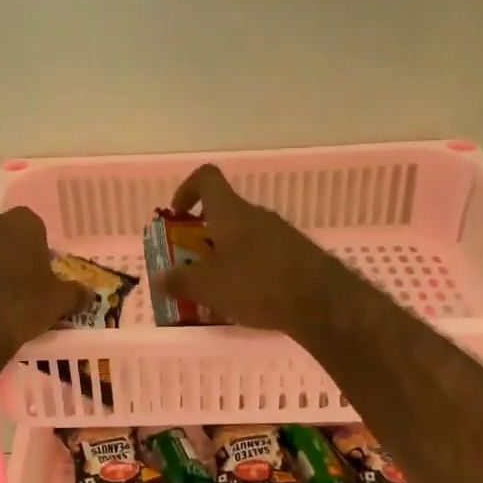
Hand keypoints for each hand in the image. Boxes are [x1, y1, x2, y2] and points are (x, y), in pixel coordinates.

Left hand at [0, 207, 88, 360]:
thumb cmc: (21, 308)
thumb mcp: (58, 303)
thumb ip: (75, 293)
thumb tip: (88, 292)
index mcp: (23, 224)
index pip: (33, 227)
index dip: (35, 249)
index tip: (36, 273)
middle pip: (1, 232)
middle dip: (6, 250)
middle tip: (12, 282)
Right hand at [156, 165, 347, 333]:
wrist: (323, 304)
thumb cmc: (257, 285)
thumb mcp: (209, 287)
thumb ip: (180, 281)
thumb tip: (159, 278)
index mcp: (231, 212)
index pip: (206, 178)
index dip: (187, 189)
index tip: (177, 215)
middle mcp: (257, 215)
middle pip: (225, 214)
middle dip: (204, 237)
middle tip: (192, 266)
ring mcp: (281, 234)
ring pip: (245, 237)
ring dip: (227, 256)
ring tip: (218, 290)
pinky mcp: (299, 255)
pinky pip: (265, 255)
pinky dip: (250, 271)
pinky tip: (248, 301)